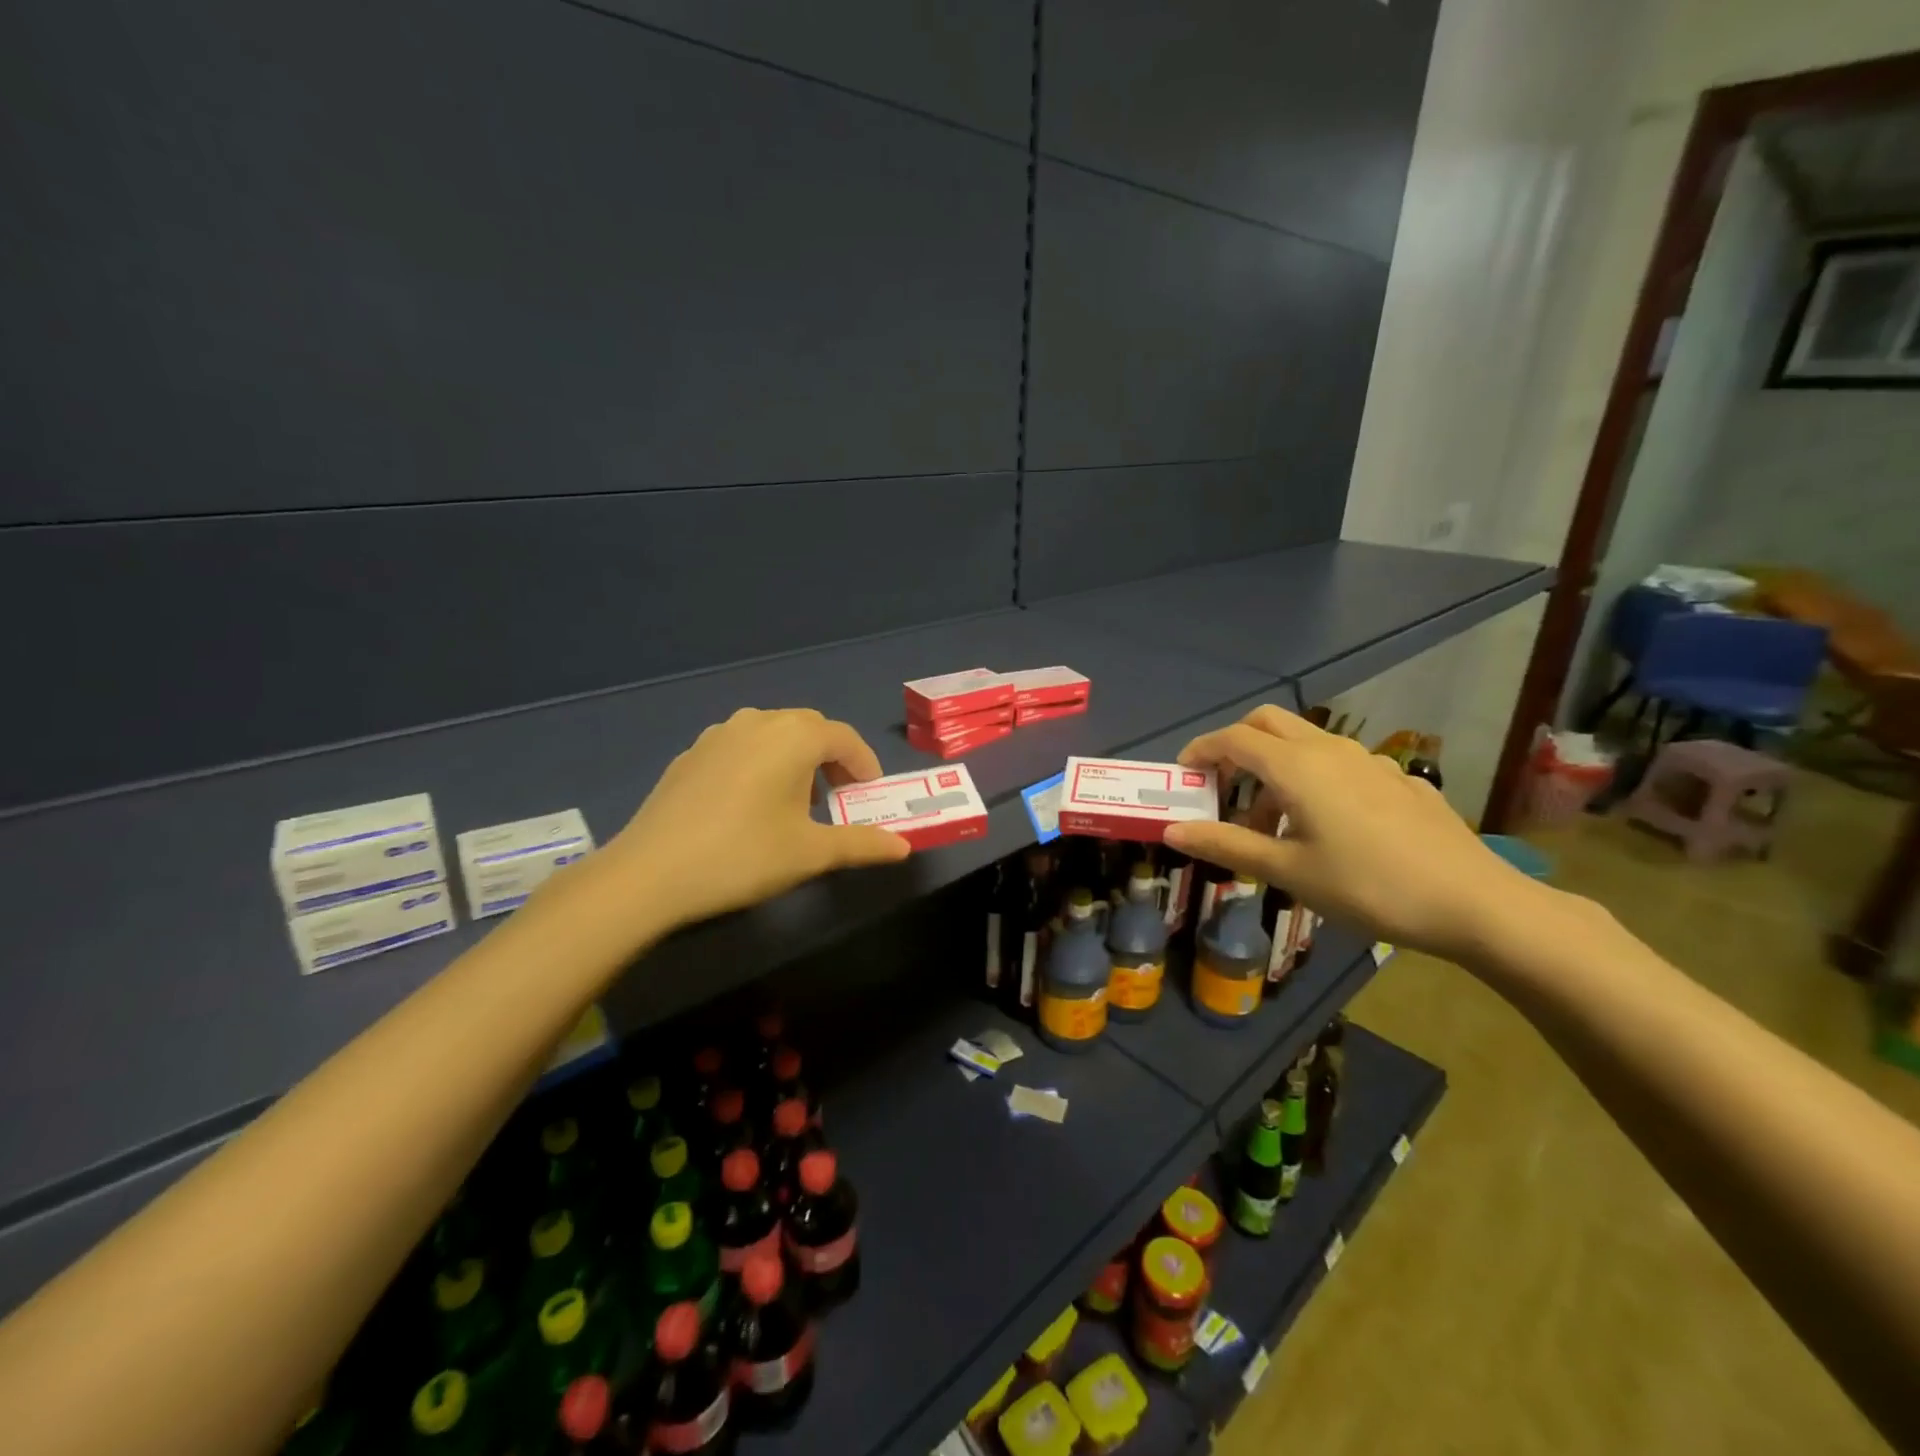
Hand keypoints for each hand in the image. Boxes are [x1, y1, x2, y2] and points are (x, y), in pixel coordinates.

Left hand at [602, 708, 911, 934]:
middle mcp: (757, 723)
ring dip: (795, 757)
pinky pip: (741, 746)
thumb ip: (862, 844)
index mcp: (792, 737)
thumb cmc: (743, 856)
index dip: (865, 764)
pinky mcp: (690, 755)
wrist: (649, 873)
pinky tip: (750, 803)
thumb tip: (904, 848)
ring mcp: (718, 735)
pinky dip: (761, 763)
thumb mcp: (810, 853)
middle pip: (809, 728)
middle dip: (831, 758)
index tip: (871, 795)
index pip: (844, 737)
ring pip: (772, 733)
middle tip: (838, 797)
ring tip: (795, 800)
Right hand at [1163, 706, 1546, 962]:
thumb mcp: (1287, 871)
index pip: (1232, 739)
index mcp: (1296, 766)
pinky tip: (1328, 828)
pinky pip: (1339, 765)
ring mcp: (1370, 761)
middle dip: (1235, 746)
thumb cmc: (1367, 886)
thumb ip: (1226, 844)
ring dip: (1274, 768)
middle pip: (1267, 723)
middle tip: (1222, 788)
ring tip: (1271, 825)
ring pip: (1305, 744)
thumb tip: (1171, 830)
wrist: (1474, 903)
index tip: (1182, 775)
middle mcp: (1330, 750)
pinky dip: (1313, 780)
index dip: (1200, 751)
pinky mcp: (1398, 781)